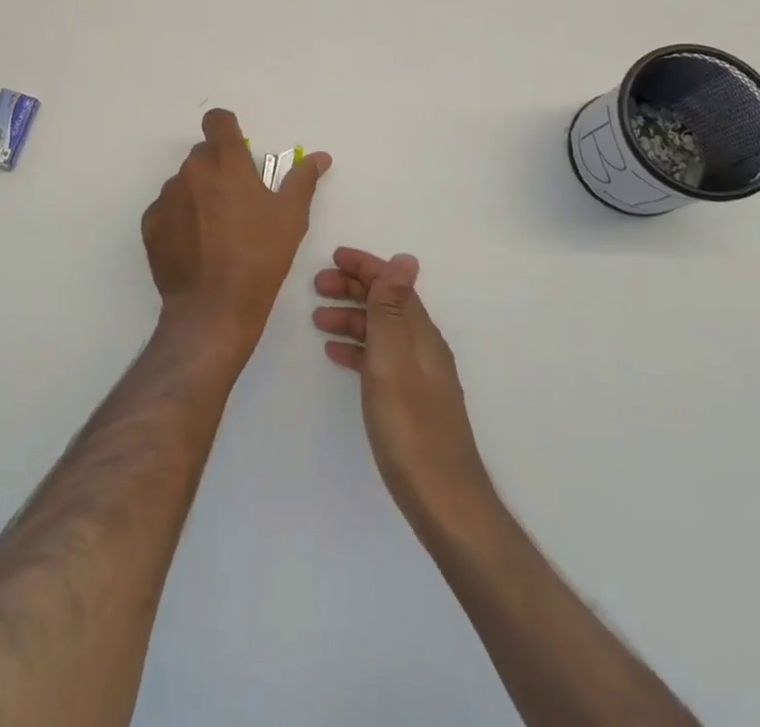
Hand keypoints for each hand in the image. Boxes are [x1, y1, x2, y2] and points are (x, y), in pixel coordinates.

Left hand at [142, 109, 331, 363]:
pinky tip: (196, 247)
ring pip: (184, 182)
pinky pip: (167, 209)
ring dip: (199, 194)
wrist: (213, 308)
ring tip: (216, 231)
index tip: (238, 150)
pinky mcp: (151, 223)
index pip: (217, 120)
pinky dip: (180, 219)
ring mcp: (167, 196)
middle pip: (203, 154)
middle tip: (237, 202)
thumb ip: (302, 180)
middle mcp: (191, 171)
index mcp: (226, 162)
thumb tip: (319, 157)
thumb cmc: (259, 258)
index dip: (227, 129)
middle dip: (218, 168)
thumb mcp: (291, 218)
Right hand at [314, 249, 494, 532]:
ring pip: (381, 331)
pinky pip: (379, 358)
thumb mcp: (393, 361)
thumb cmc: (410, 427)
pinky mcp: (411, 400)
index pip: (393, 285)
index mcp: (421, 334)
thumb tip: (404, 258)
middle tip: (316, 286)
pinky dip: (357, 347)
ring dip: (351, 317)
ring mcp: (419, 376)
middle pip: (387, 304)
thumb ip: (393, 310)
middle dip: (353, 289)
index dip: (365, 267)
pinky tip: (337, 355)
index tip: (332, 258)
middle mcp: (423, 348)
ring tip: (318, 319)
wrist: (443, 501)